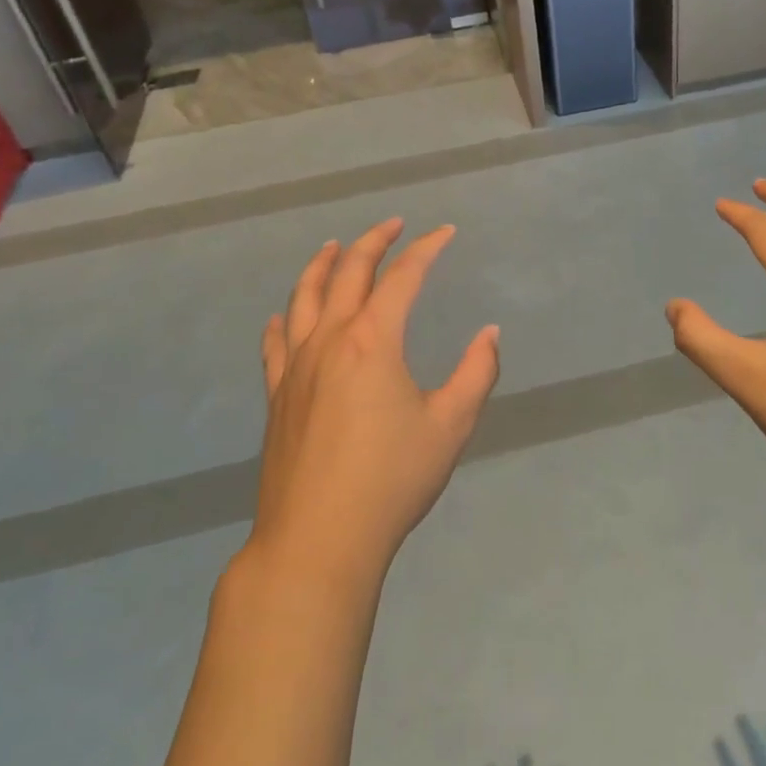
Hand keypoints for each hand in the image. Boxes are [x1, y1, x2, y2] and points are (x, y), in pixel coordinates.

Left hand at [251, 218, 500, 580]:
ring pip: (304, 297)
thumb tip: (489, 333)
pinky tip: (283, 315)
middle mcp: (330, 339)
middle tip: (394, 225)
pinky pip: (276, 343)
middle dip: (374, 241)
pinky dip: (283, 319)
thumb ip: (477, 372)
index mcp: (374, 340)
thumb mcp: (451, 426)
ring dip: (322, 265)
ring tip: (334, 246)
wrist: (317, 540)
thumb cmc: (391, 480)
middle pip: (348, 272)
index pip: (403, 276)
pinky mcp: (278, 396)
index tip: (445, 233)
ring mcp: (296, 366)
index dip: (427, 248)